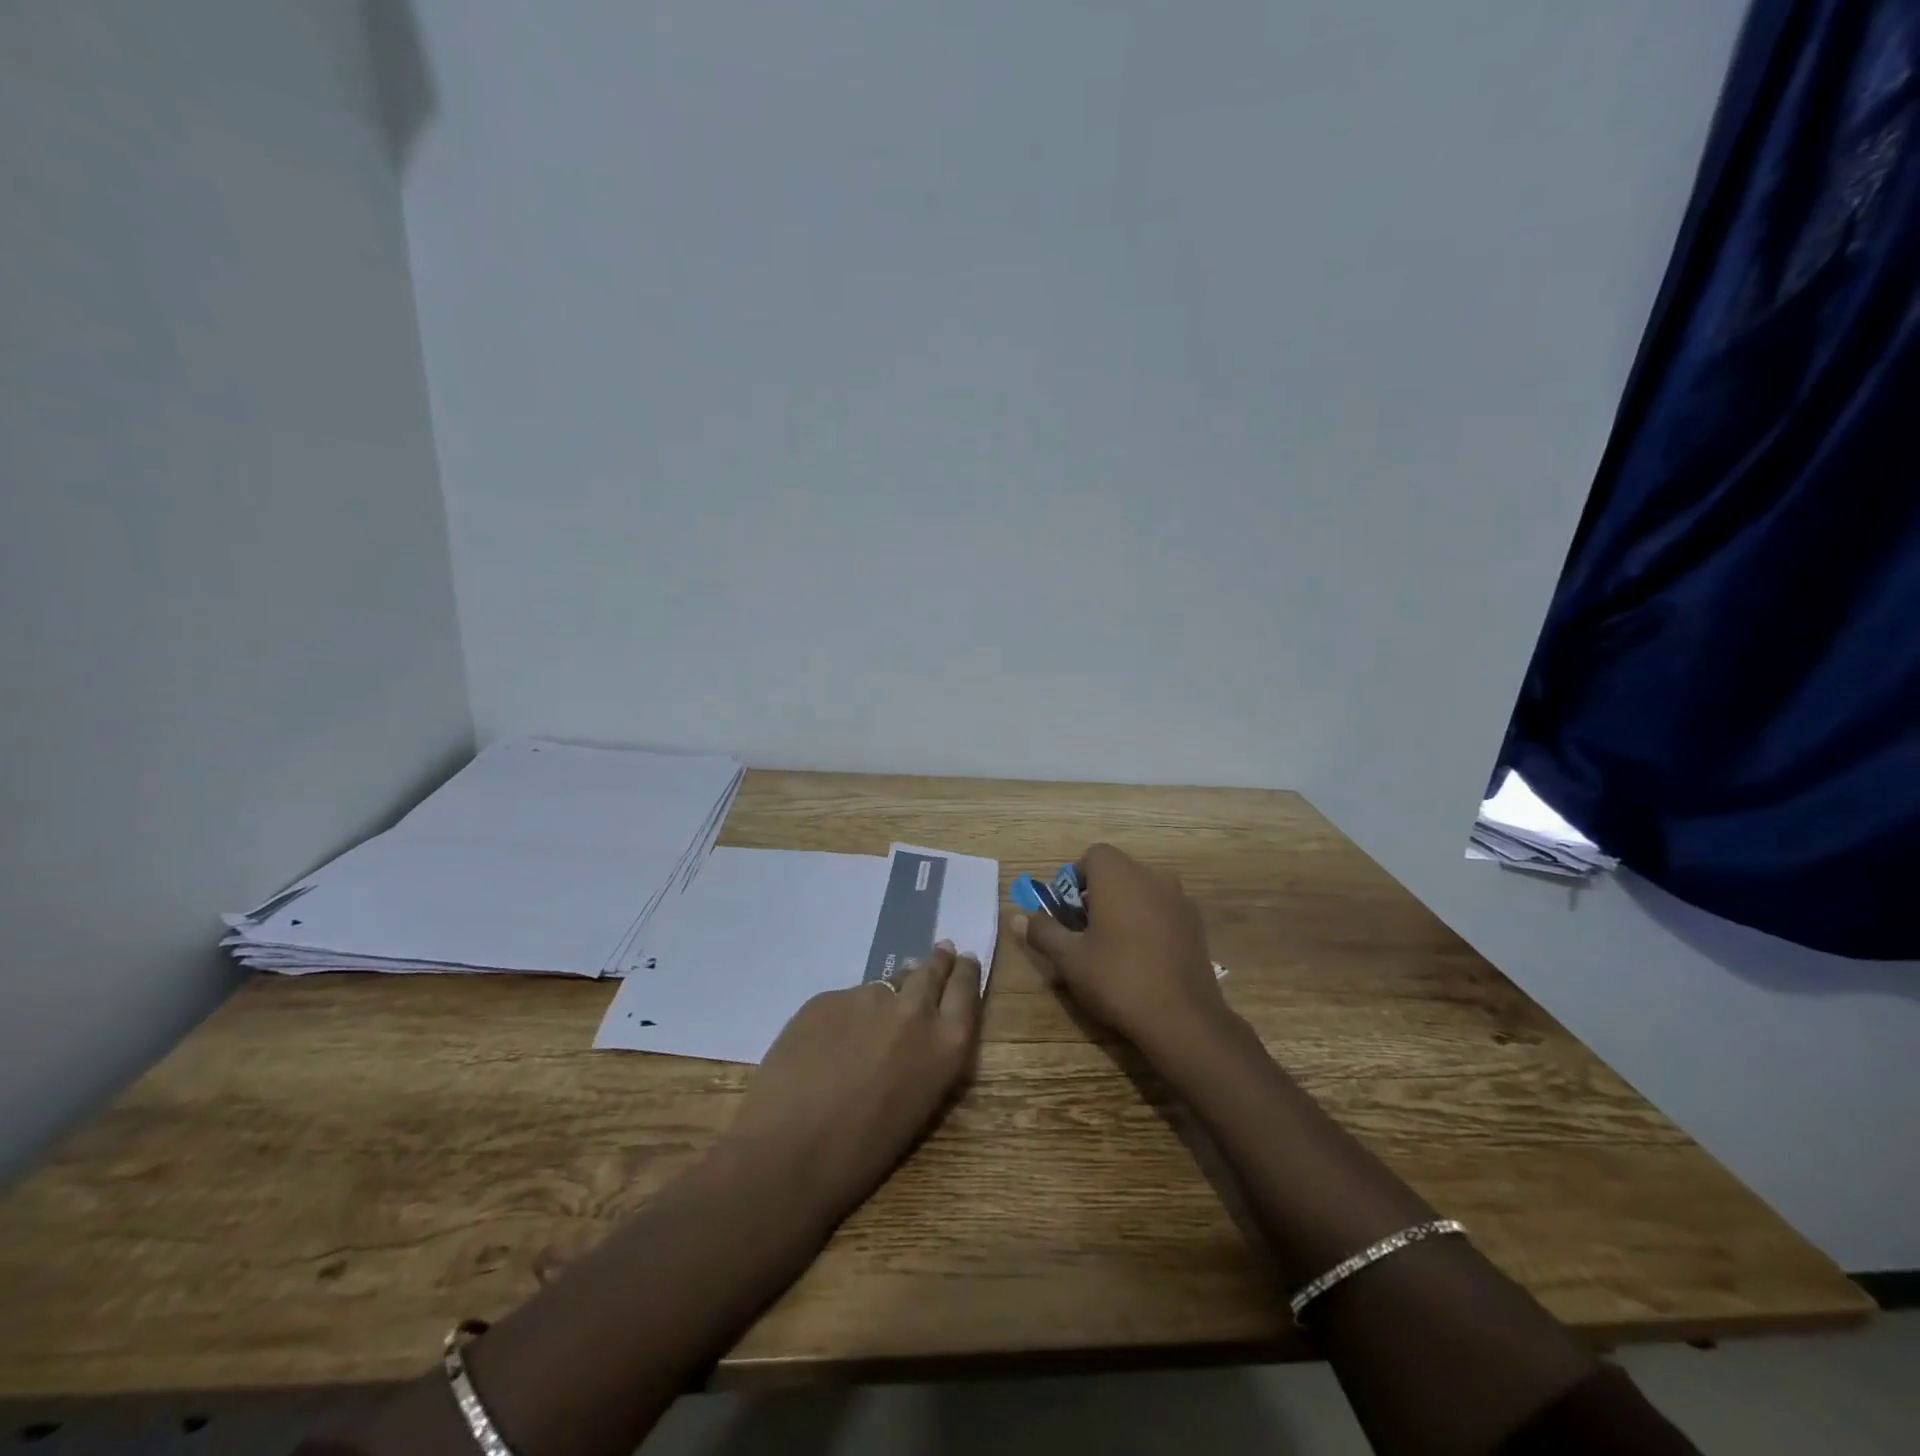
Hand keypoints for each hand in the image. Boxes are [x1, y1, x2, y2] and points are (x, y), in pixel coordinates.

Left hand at [721, 943, 982, 1223]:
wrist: (789, 1153)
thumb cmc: (862, 1154)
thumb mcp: (917, 1107)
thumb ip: (924, 1059)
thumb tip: (913, 1036)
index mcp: (946, 1044)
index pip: (965, 989)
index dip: (966, 972)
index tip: (966, 959)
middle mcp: (914, 1010)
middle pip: (931, 971)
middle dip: (937, 962)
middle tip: (941, 951)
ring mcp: (868, 997)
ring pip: (884, 986)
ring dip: (887, 995)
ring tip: (876, 1014)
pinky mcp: (827, 997)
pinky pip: (845, 1001)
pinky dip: (844, 1016)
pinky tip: (829, 1042)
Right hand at [1017, 843, 1228, 1057]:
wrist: (1183, 1018)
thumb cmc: (1117, 979)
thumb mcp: (1070, 958)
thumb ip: (1043, 931)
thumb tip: (1017, 918)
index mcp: (1119, 876)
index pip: (1093, 856)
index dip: (1074, 879)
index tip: (1067, 912)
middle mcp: (1152, 876)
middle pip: (1117, 871)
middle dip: (1096, 894)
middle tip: (1083, 932)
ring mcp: (1179, 898)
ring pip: (1141, 890)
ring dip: (1123, 907)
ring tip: (1112, 947)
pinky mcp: (1195, 923)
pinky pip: (1162, 909)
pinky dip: (1148, 921)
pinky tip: (1142, 957)